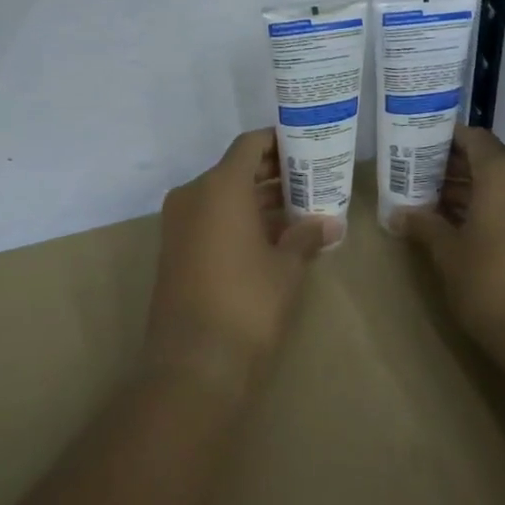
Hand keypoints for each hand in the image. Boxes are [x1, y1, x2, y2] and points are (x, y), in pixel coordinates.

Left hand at [147, 129, 334, 401]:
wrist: (193, 362)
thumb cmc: (247, 303)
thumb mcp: (286, 267)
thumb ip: (305, 236)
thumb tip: (329, 224)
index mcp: (220, 186)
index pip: (250, 145)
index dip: (277, 141)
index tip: (305, 145)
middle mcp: (194, 194)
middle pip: (235, 168)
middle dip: (271, 171)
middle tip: (309, 176)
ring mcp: (179, 222)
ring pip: (222, 194)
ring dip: (256, 197)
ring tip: (297, 205)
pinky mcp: (175, 248)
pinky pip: (209, 217)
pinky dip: (237, 217)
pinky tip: (270, 233)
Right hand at [397, 126, 504, 352]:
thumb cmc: (491, 283)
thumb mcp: (448, 252)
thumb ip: (424, 224)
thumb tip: (399, 214)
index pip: (472, 137)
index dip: (443, 140)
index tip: (416, 148)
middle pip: (489, 159)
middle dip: (454, 168)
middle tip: (418, 178)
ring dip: (474, 190)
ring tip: (434, 203)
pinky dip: (495, 207)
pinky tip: (464, 225)